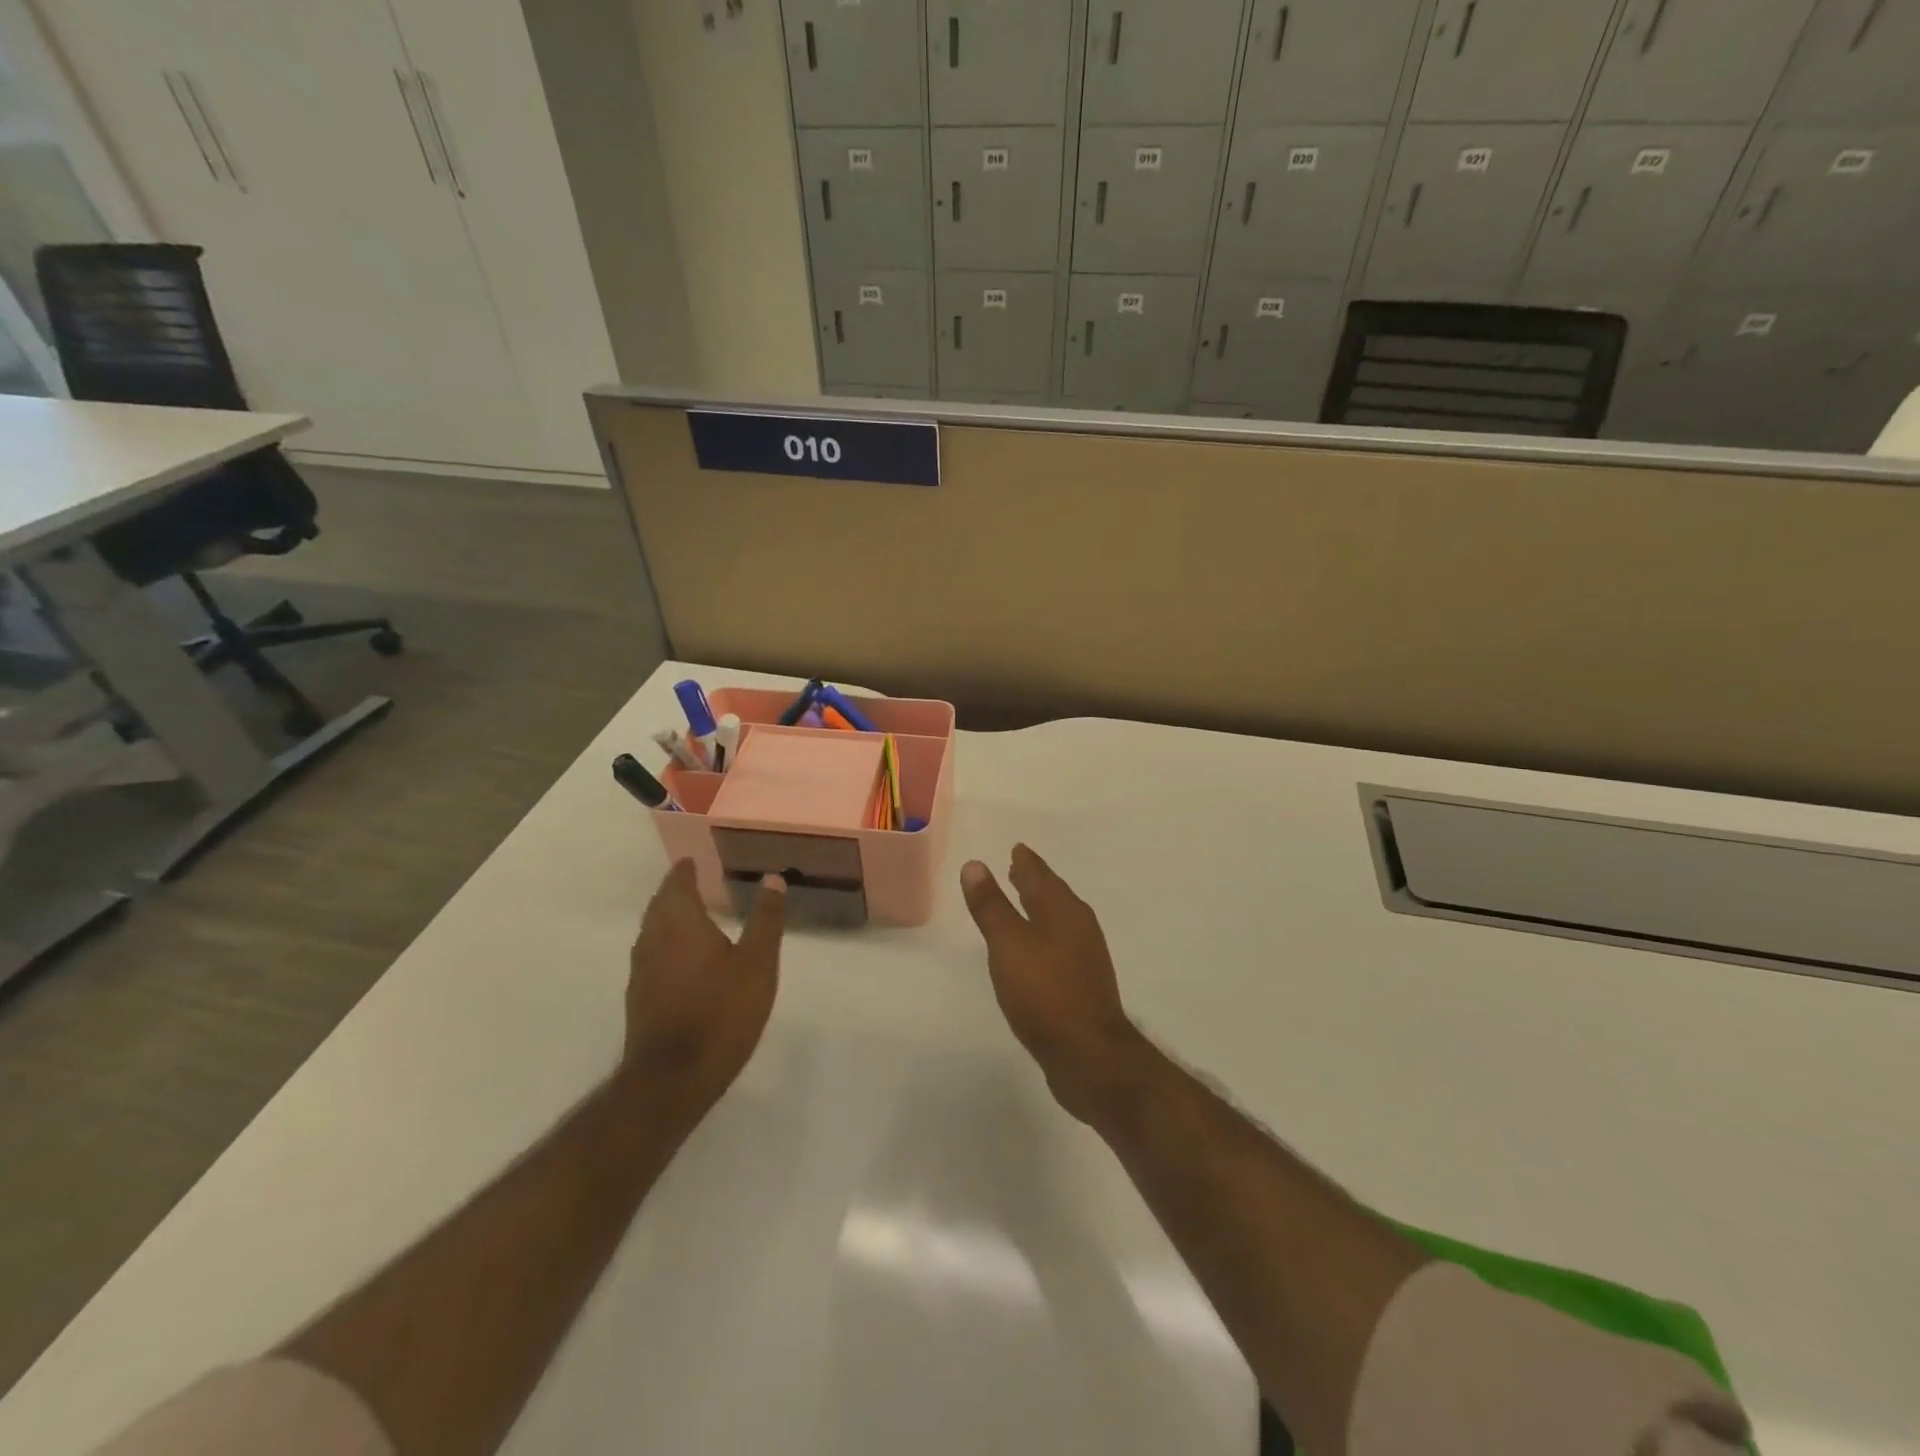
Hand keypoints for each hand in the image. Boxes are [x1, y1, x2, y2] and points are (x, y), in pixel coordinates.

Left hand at [622, 860, 785, 1111]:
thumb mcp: (758, 963)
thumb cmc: (721, 1013)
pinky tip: (681, 959)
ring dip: (666, 916)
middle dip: (673, 891)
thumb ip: (765, 919)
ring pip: (651, 931)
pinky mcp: (639, 998)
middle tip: (692, 882)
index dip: (684, 871)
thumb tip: (772, 878)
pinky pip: (651, 955)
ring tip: (688, 915)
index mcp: (681, 924)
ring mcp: (642, 972)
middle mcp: (654, 941)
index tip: (692, 861)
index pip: (677, 886)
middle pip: (659, 906)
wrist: (673, 1078)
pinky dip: (664, 943)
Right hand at [960, 845, 1146, 1123]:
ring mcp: (1085, 957)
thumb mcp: (1008, 944)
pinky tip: (1034, 950)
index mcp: (1063, 910)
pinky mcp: (1083, 984)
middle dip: (1034, 881)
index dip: (1026, 862)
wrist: (1088, 1055)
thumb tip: (975, 864)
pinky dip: (1044, 935)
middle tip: (1016, 867)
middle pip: (1053, 895)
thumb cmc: (1044, 992)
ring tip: (1022, 903)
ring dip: (1040, 908)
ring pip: (1058, 920)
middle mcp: (1079, 927)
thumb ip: (991, 906)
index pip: (1040, 875)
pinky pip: (1060, 945)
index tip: (1017, 848)